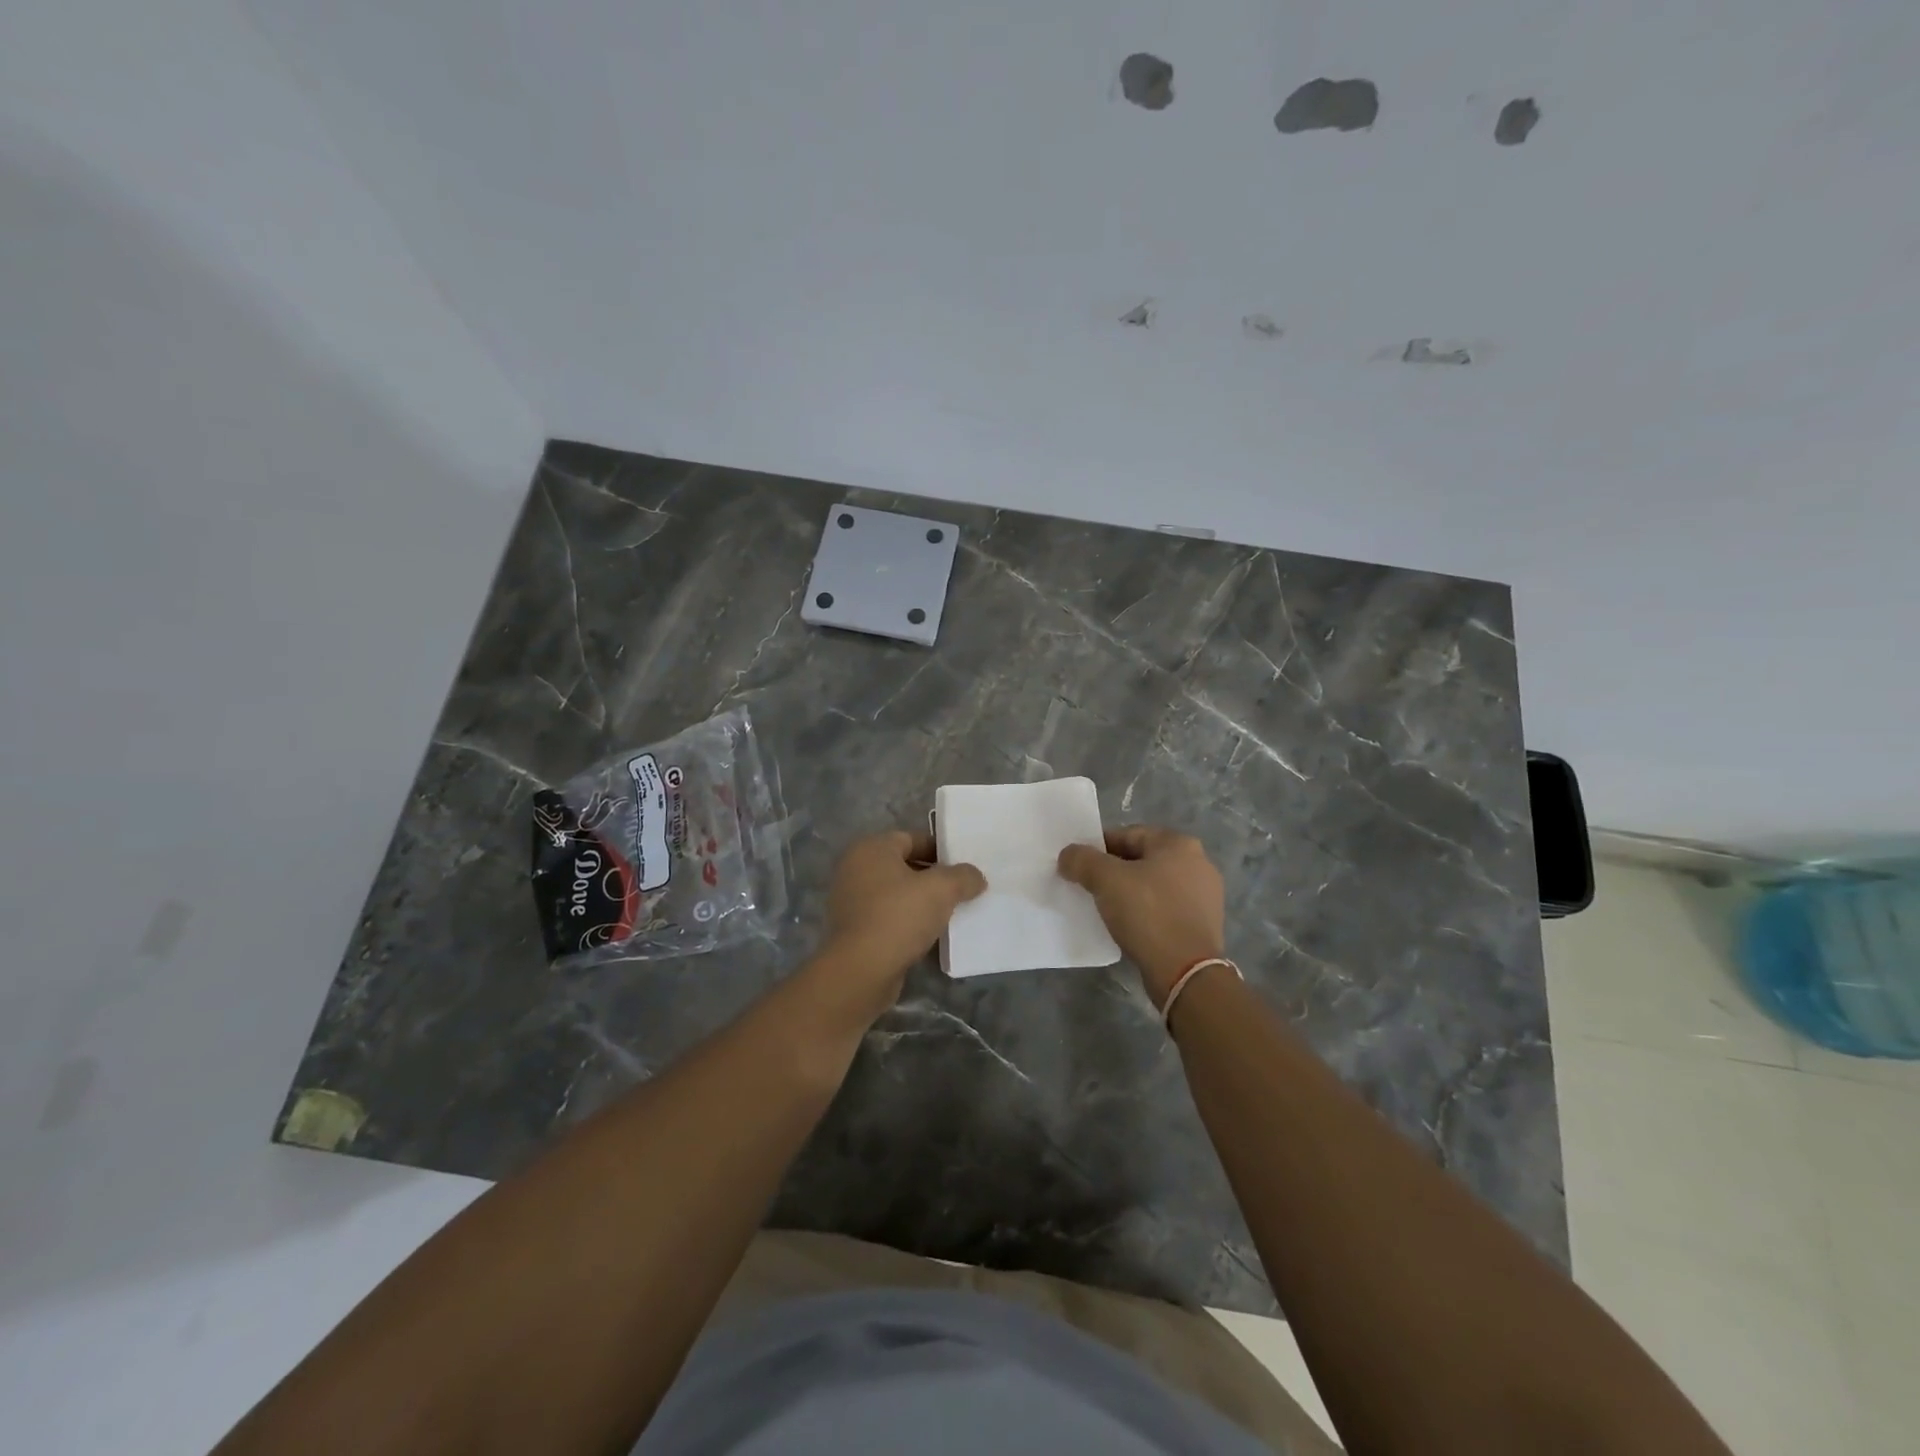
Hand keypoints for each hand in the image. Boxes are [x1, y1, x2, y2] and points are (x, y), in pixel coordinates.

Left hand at [820, 831, 986, 1005]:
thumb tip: (976, 876)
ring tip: (950, 913)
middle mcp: (855, 869)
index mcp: (871, 849)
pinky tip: (930, 935)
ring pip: (896, 894)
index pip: (912, 839)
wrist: (861, 971)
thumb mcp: (942, 889)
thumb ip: (963, 876)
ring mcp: (851, 901)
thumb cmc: (899, 917)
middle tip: (962, 890)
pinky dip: (907, 922)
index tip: (964, 867)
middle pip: (904, 866)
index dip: (941, 850)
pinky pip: (888, 917)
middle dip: (933, 878)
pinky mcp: (854, 930)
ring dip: (921, 902)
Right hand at [1058, 826, 1224, 1006]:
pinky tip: (1129, 926)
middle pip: (1141, 859)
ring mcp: (1205, 895)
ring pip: (1153, 885)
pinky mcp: (1203, 924)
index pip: (1128, 834)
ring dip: (1129, 893)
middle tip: (1089, 887)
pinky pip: (1165, 908)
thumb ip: (1082, 860)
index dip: (1098, 848)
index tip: (1079, 866)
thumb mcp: (1106, 880)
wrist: (1186, 972)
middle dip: (1113, 871)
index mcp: (1179, 844)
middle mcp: (1198, 863)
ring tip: (1106, 909)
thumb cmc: (1148, 914)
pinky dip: (1146, 913)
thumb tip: (1068, 855)